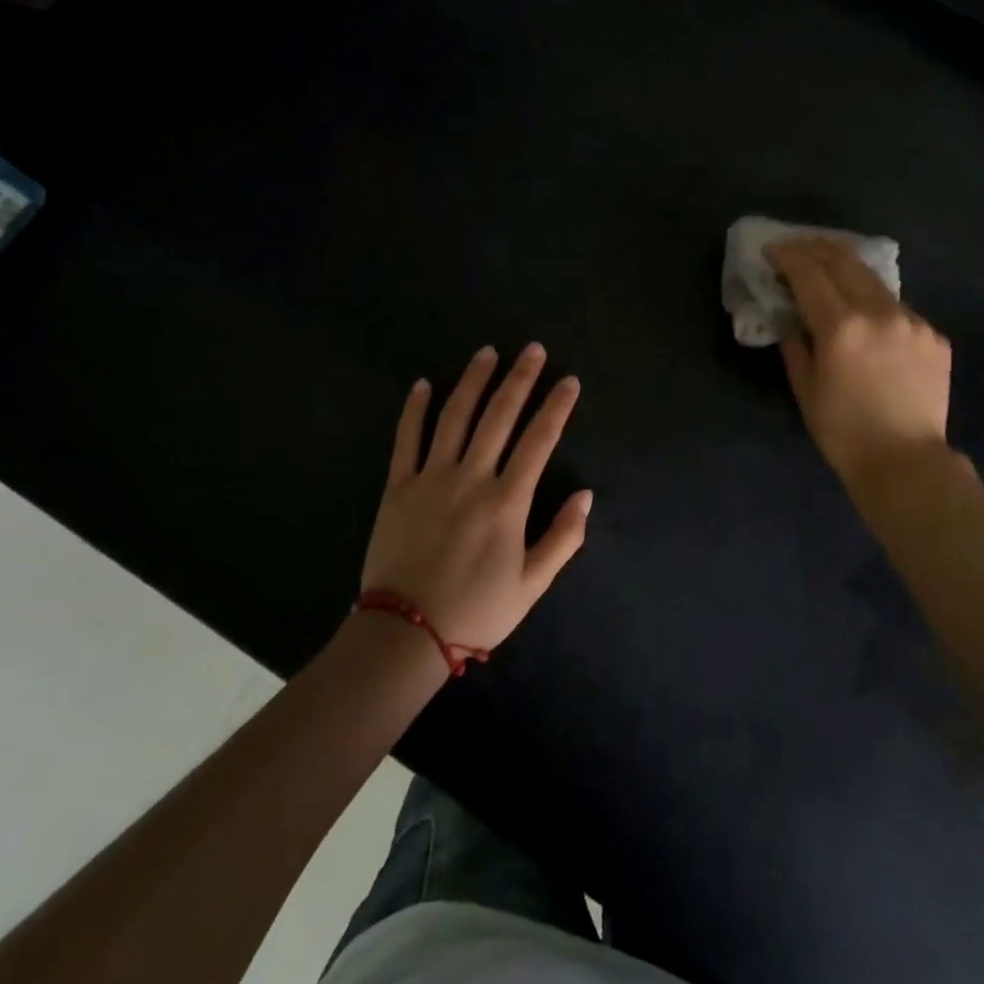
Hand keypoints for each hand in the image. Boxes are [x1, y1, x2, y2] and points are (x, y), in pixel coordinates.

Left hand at [361, 344, 591, 655]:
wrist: (404, 633)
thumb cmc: (475, 611)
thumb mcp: (531, 585)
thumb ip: (563, 538)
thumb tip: (585, 495)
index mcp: (506, 501)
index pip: (539, 441)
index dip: (557, 408)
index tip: (569, 381)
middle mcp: (471, 478)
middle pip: (499, 417)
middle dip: (519, 379)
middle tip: (533, 349)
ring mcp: (430, 478)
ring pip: (455, 417)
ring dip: (473, 381)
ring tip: (487, 353)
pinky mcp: (397, 487)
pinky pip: (406, 439)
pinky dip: (415, 409)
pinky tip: (424, 384)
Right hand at [766, 238, 955, 485]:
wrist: (906, 462)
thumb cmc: (843, 432)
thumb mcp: (805, 389)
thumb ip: (795, 346)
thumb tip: (793, 321)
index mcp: (841, 327)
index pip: (809, 274)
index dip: (788, 257)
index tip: (772, 251)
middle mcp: (879, 313)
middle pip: (844, 262)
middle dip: (816, 249)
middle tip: (798, 248)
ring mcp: (912, 322)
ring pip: (874, 280)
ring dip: (847, 268)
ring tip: (829, 267)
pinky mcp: (933, 336)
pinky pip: (898, 308)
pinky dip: (874, 302)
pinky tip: (866, 314)